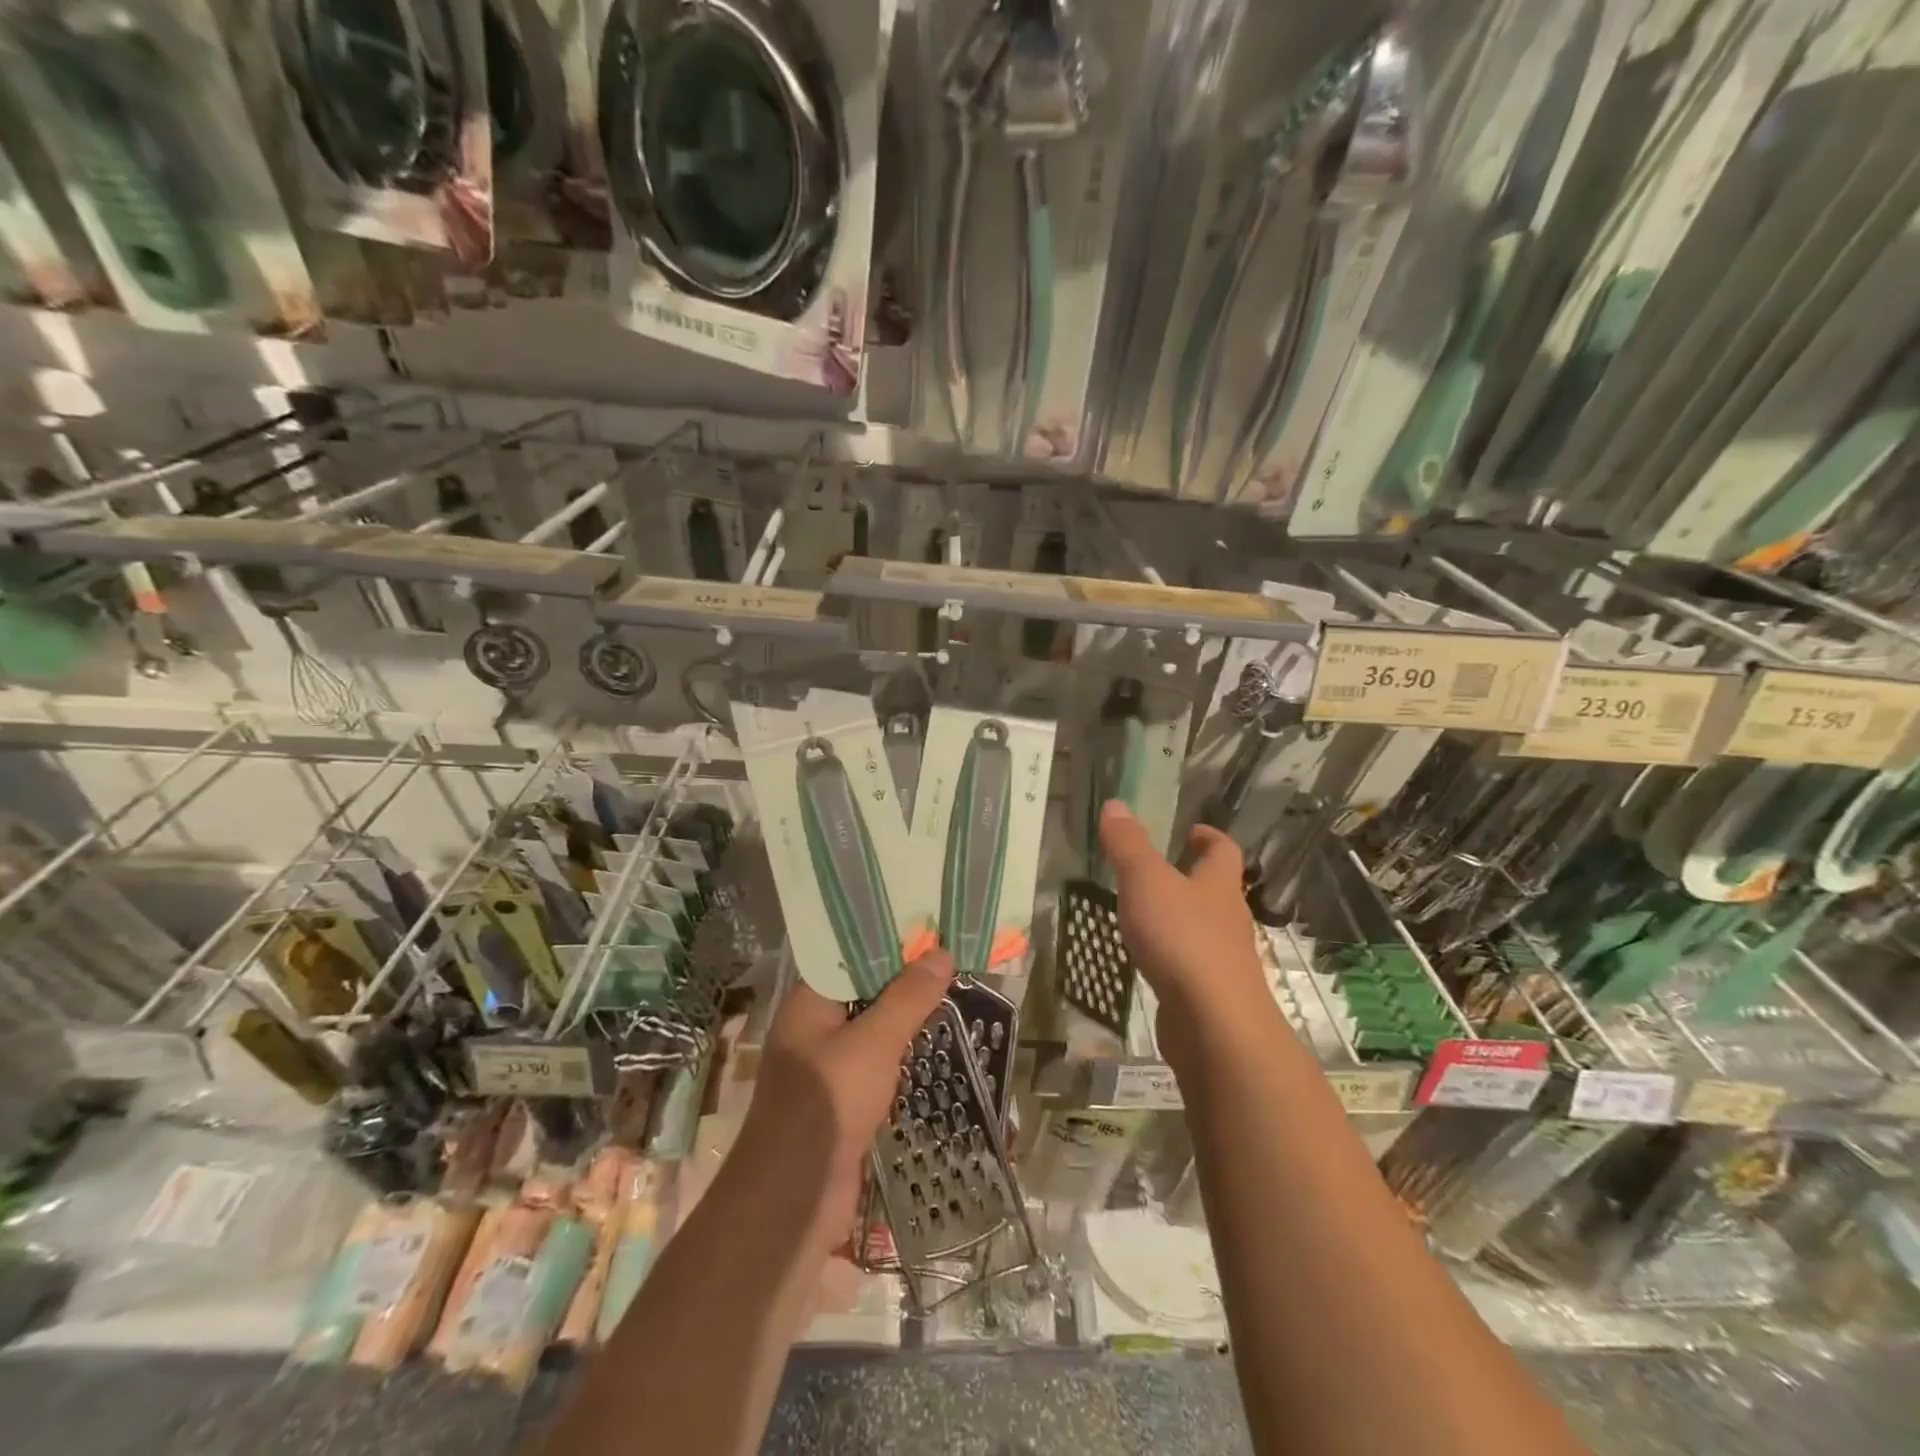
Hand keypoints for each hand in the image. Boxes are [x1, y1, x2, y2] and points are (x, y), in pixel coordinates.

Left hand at [735, 949, 954, 1255]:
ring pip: (876, 1035)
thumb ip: (908, 999)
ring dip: (910, 1026)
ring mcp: (829, 1071)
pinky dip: (906, 1061)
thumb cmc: (827, 1105)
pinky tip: (941, 1054)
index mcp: (809, 1006)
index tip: (931, 935)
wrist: (794, 1201)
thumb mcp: (873, 1043)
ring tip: (958, 1003)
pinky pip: (880, 1070)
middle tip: (955, 967)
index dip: (889, 946)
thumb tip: (941, 953)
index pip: (850, 959)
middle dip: (907, 986)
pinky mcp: (845, 1105)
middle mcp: (815, 1032)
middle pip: (866, 996)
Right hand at [1098, 801, 1272, 1056]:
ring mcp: (1223, 960)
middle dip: (1191, 877)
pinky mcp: (1210, 995)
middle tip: (1154, 870)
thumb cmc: (1182, 939)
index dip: (1208, 837)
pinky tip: (1148, 960)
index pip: (1223, 850)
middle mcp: (1228, 919)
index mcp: (1219, 885)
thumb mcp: (1146, 881)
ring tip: (1143, 913)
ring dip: (1180, 918)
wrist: (1214, 1025)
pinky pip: (1191, 965)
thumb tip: (1115, 803)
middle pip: (1216, 890)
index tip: (1189, 831)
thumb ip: (1128, 845)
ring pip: (1203, 928)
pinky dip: (1172, 956)